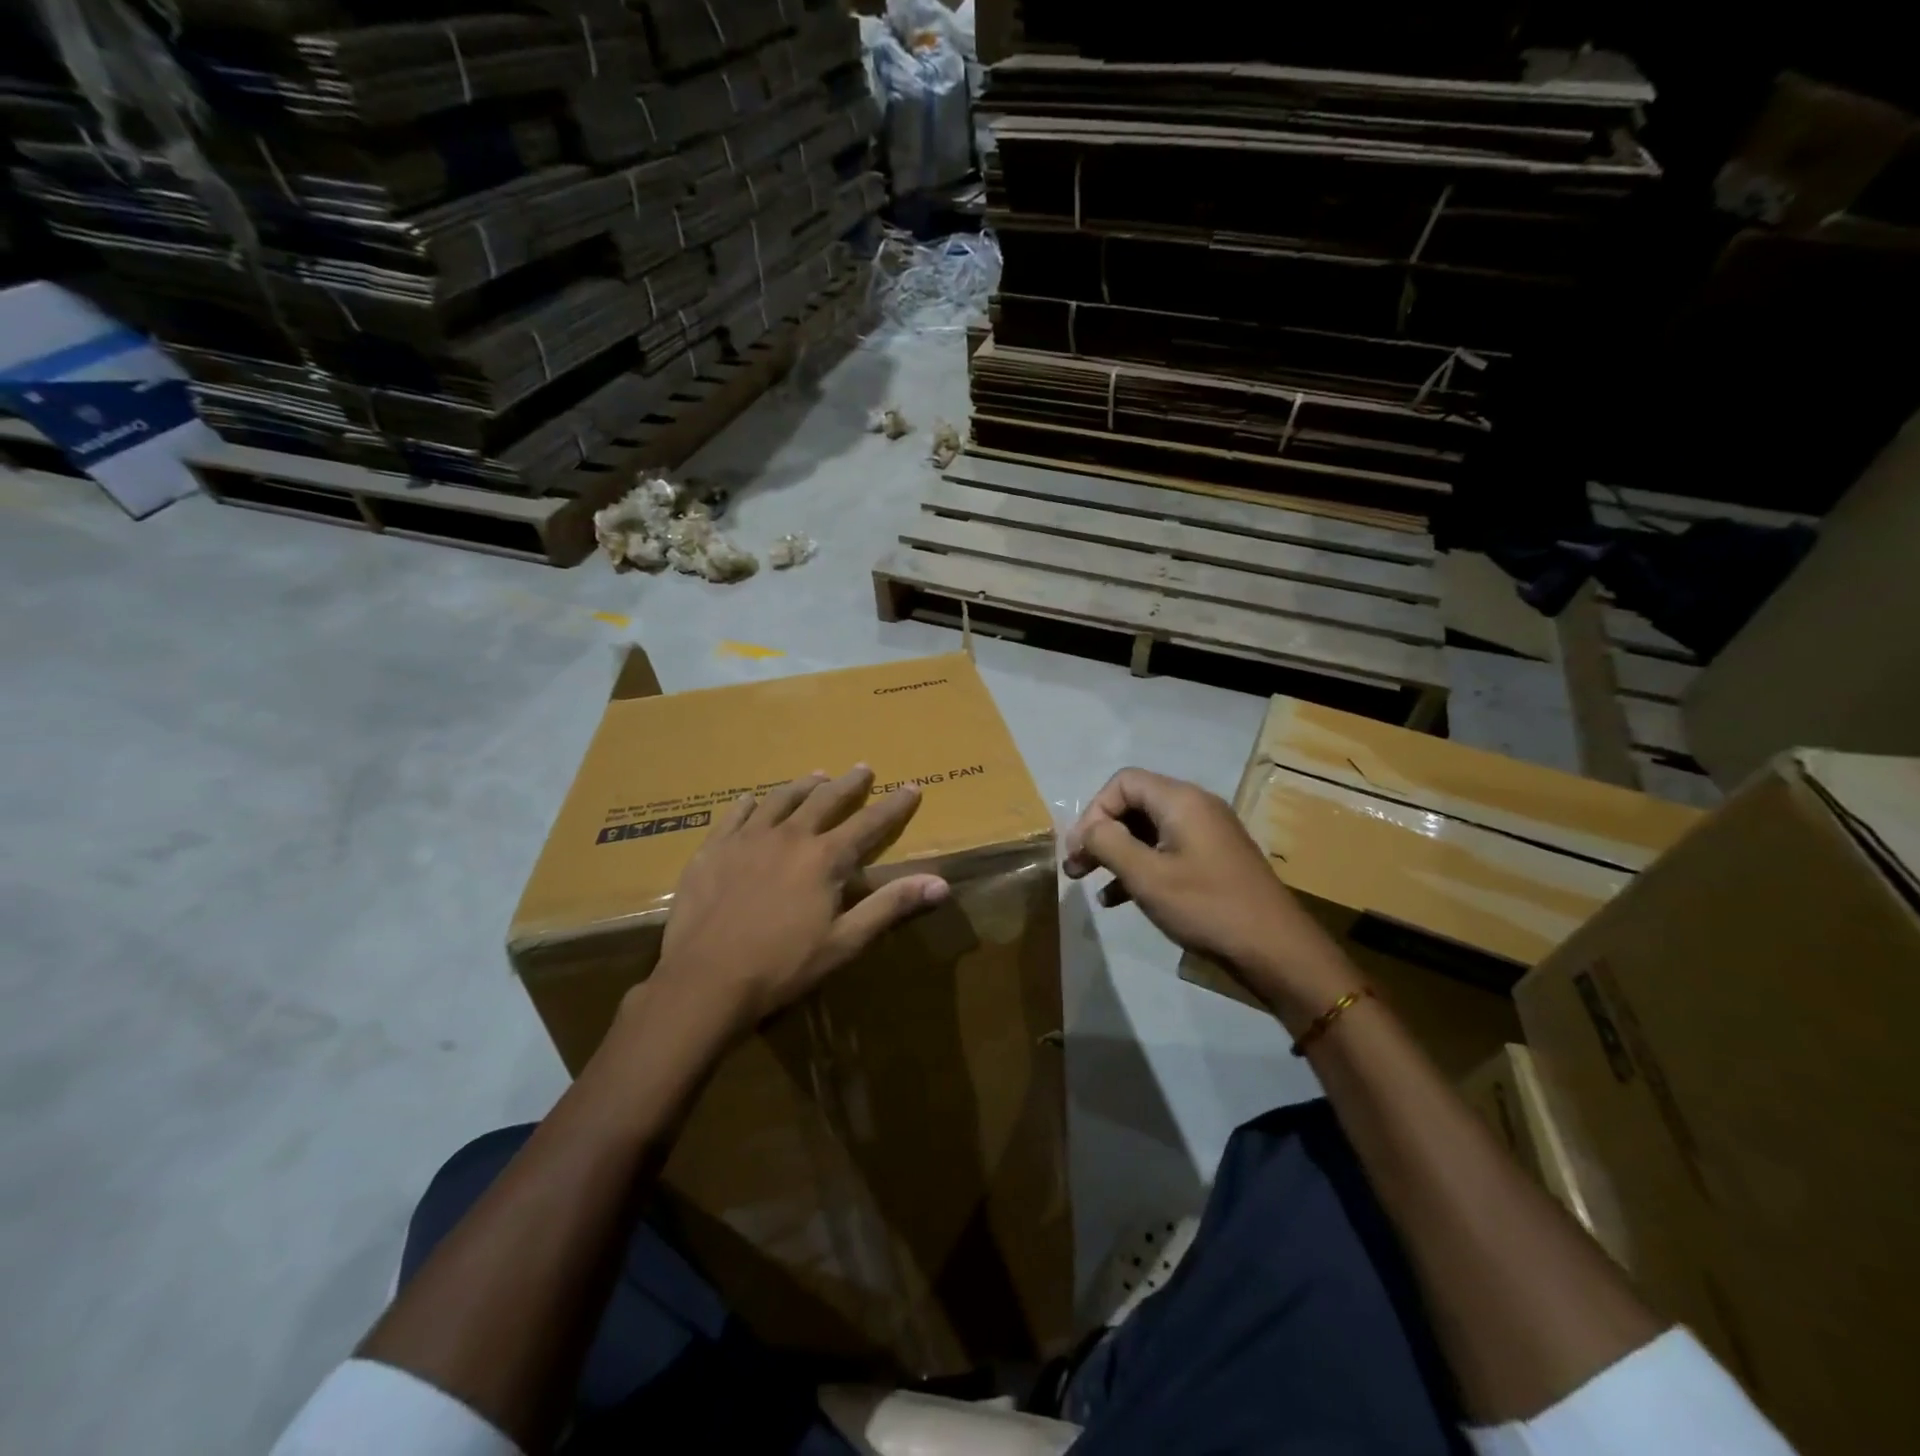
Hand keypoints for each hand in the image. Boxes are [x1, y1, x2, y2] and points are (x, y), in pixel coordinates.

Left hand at [647, 766, 948, 1041]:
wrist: (704, 980)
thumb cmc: (782, 966)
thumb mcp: (844, 942)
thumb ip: (890, 906)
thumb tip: (940, 883)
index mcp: (825, 858)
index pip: (869, 823)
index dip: (893, 805)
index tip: (912, 787)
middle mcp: (789, 836)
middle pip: (825, 800)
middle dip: (848, 784)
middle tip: (862, 768)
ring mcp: (747, 839)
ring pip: (780, 799)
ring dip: (803, 786)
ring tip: (816, 776)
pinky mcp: (712, 849)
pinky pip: (734, 815)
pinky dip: (749, 803)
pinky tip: (751, 800)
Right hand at [1063, 768, 1360, 1014]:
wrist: (1276, 950)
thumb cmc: (1207, 907)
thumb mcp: (1147, 876)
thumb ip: (1108, 844)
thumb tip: (1088, 829)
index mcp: (1181, 801)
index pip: (1123, 783)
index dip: (1094, 811)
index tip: (1079, 849)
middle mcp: (1195, 807)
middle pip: (1134, 804)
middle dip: (1100, 834)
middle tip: (1075, 867)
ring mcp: (1207, 834)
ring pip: (1147, 830)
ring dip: (1115, 853)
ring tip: (1088, 883)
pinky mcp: (1213, 860)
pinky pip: (1166, 851)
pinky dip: (1139, 867)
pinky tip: (1117, 899)